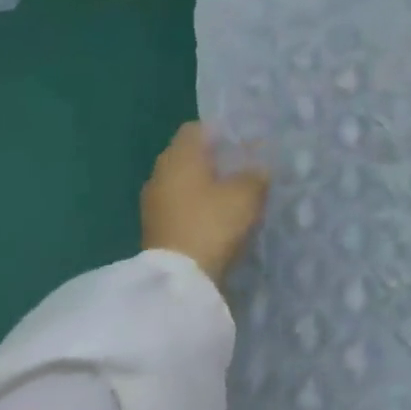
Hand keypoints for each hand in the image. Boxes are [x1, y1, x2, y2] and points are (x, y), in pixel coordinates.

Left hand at [140, 123, 268, 284]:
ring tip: (235, 194)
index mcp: (180, 156)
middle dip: (216, 159)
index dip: (221, 131)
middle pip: (190, 155)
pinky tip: (219, 216)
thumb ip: (255, 174)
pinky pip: (181, 205)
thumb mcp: (247, 194)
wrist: (180, 280)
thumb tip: (256, 169)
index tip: (244, 142)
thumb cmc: (213, 223)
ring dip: (206, 185)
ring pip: (185, 182)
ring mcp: (154, 202)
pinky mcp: (155, 227)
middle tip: (245, 167)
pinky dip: (198, 206)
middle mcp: (161, 172)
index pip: (197, 128)